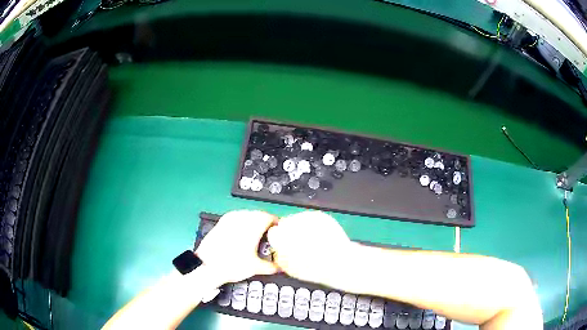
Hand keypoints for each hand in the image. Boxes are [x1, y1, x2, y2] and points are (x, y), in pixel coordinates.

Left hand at [196, 210, 277, 283]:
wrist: (207, 266)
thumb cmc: (232, 265)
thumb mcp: (255, 267)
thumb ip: (271, 266)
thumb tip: (280, 267)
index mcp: (252, 225)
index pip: (270, 217)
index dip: (277, 224)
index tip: (280, 232)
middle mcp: (241, 218)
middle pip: (259, 214)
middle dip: (266, 223)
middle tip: (270, 235)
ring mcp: (229, 219)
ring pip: (247, 214)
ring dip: (254, 222)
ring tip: (257, 235)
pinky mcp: (221, 222)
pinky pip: (236, 217)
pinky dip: (242, 223)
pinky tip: (242, 234)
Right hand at [267, 211, 354, 286]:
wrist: (337, 261)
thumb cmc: (313, 268)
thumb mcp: (289, 268)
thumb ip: (279, 256)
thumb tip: (278, 251)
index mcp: (280, 236)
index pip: (273, 233)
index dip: (279, 240)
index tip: (284, 245)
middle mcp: (291, 224)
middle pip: (285, 224)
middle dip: (290, 232)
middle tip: (299, 244)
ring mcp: (306, 218)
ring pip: (298, 219)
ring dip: (302, 227)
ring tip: (312, 241)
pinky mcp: (319, 215)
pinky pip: (311, 218)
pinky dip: (314, 225)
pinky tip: (319, 236)